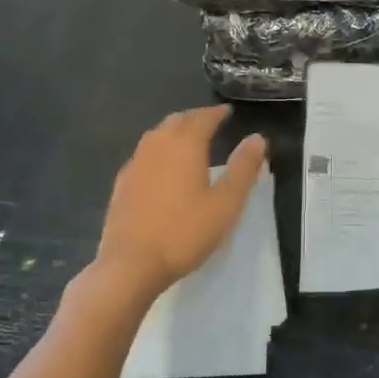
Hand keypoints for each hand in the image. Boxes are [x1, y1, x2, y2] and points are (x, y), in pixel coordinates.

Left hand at [97, 106, 267, 297]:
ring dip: (174, 132)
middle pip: (177, 121)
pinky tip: (161, 169)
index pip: (203, 117)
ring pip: (157, 135)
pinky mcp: (121, 184)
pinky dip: (158, 152)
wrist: (130, 265)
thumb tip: (257, 138)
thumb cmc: (184, 232)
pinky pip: (143, 155)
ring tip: (188, 141)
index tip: (227, 112)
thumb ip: (243, 168)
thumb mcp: (226, 203)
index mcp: (184, 144)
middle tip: (210, 123)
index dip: (217, 113)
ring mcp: (135, 163)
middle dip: (195, 118)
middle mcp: (157, 145)